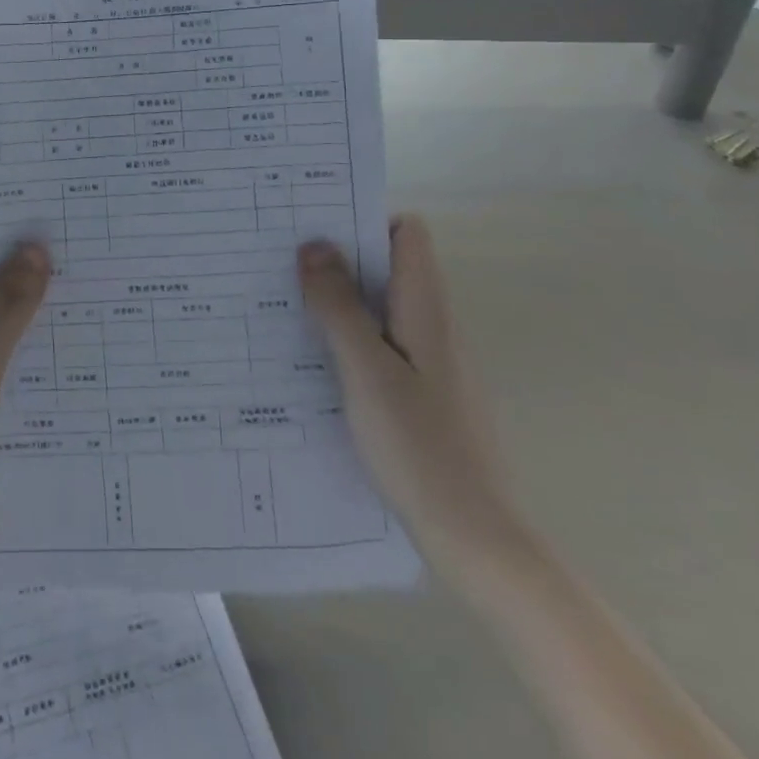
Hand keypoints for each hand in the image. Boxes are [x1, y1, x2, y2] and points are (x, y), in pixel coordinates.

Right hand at [300, 217, 533, 580]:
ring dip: (341, 298)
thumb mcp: (367, 371)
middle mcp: (434, 325)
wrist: (475, 538)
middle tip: (283, 262)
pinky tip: (315, 359)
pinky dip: (350, 336)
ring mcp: (432, 360)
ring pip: (383, 306)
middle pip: (390, 266)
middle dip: (340, 257)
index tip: (314, 227)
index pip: (407, 234)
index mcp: (426, 309)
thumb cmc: (420, 447)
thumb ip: (339, 306)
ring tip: (287, 304)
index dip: (365, 221)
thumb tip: (315, 243)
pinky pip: (383, 342)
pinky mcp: (424, 392)